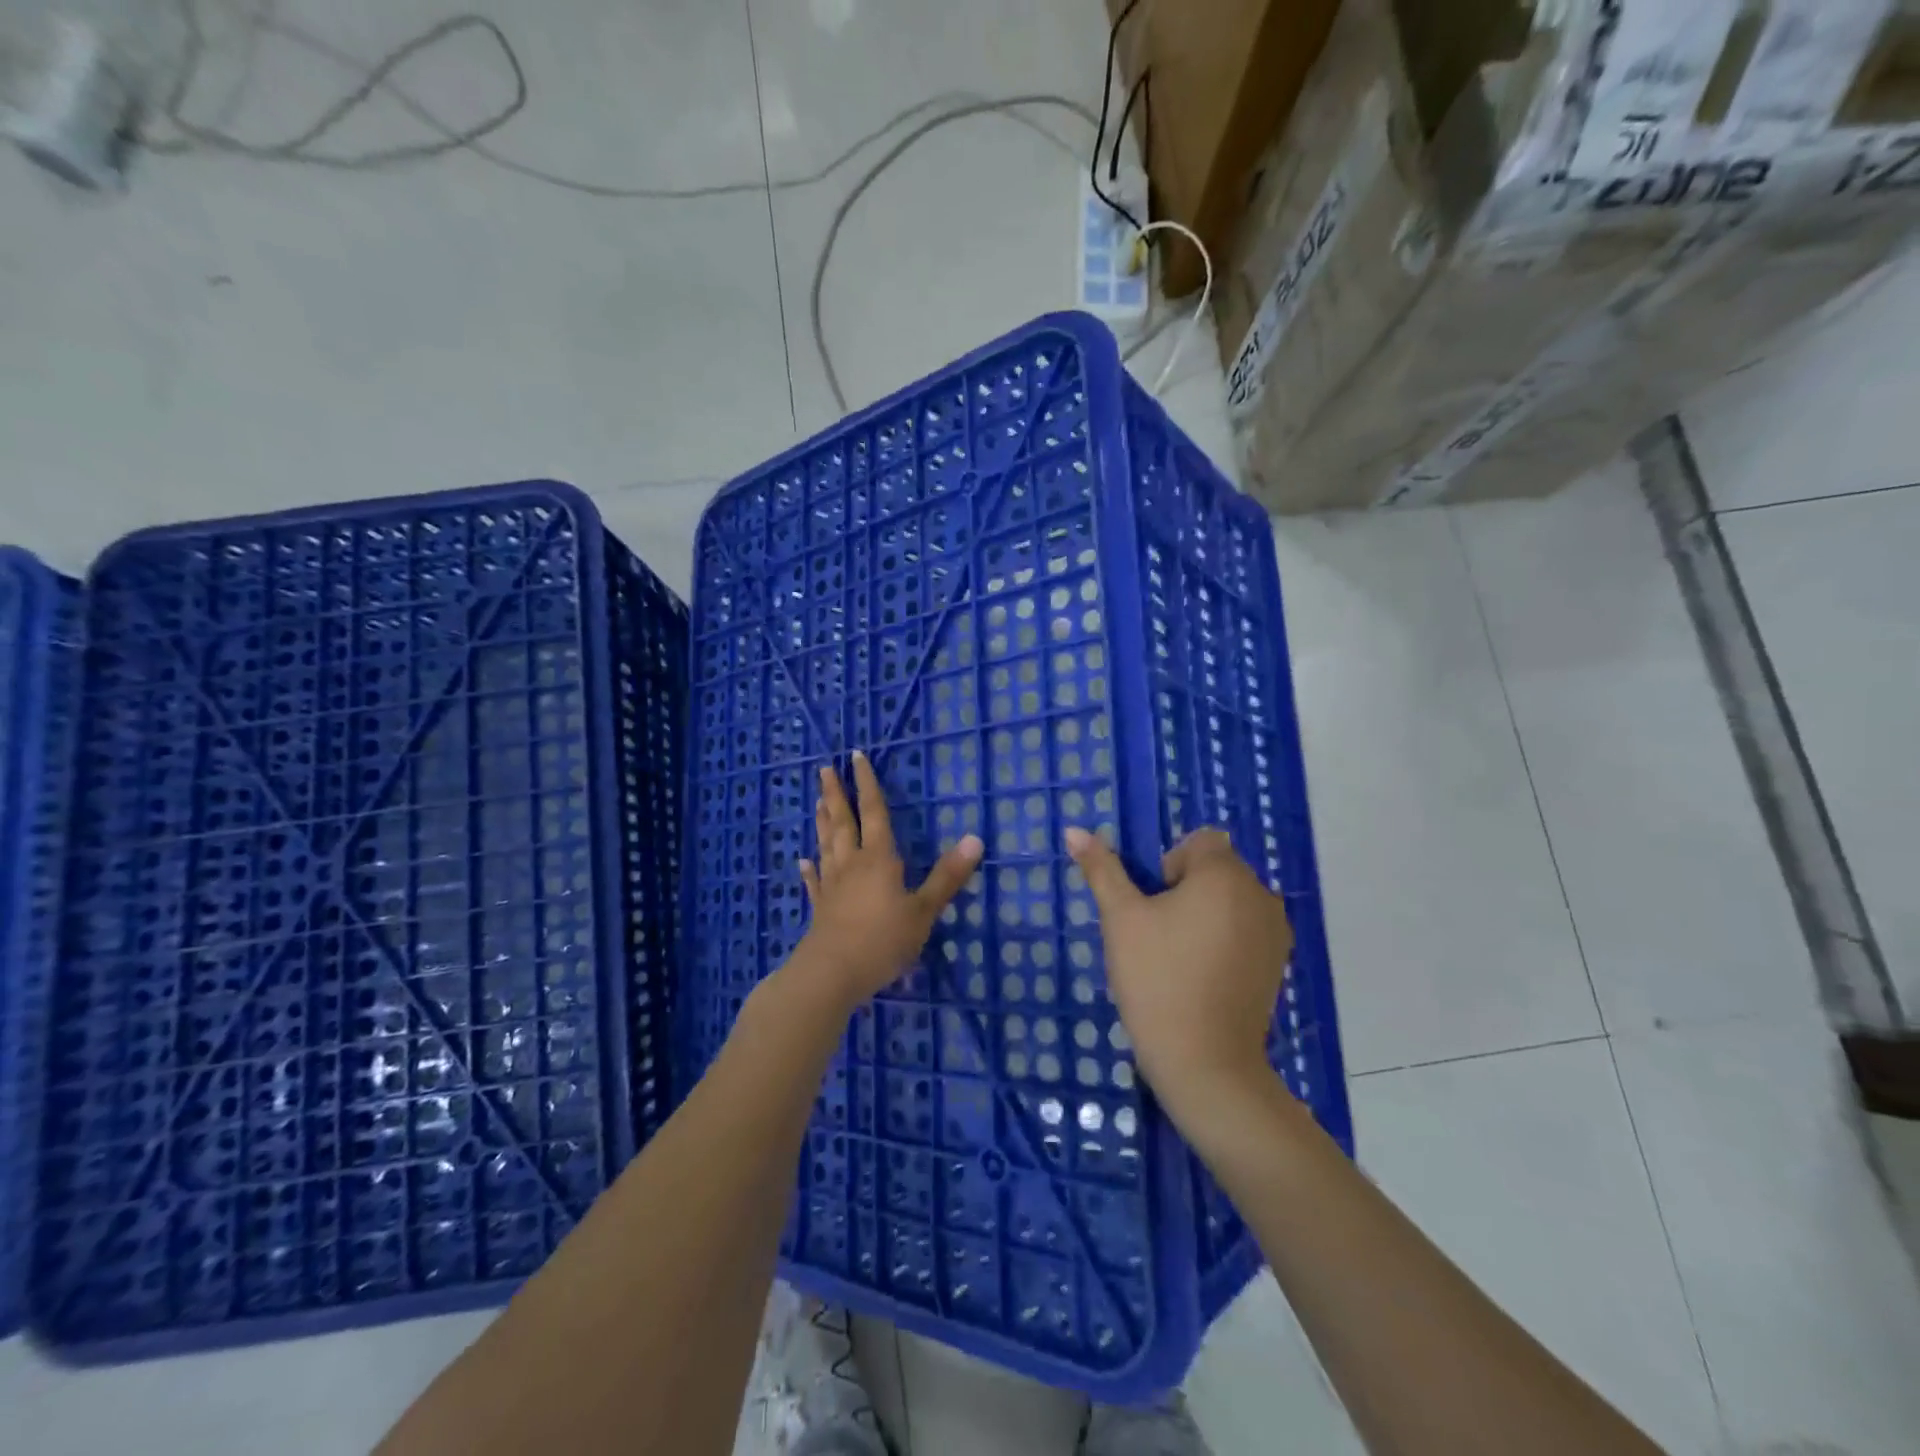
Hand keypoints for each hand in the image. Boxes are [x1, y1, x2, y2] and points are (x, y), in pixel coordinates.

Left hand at [792, 751, 983, 1010]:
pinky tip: (803, 860)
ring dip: (823, 822)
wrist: (833, 973)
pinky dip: (809, 869)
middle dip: (837, 794)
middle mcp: (852, 864)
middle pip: (843, 822)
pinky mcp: (820, 908)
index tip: (856, 757)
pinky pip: (814, 881)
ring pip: (827, 845)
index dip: (868, 784)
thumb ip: (948, 876)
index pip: (874, 812)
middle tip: (825, 769)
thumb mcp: (924, 910)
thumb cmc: (883, 940)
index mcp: (878, 859)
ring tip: (818, 801)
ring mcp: (832, 885)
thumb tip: (975, 838)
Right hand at [1065, 827, 1292, 1121]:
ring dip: (1204, 914)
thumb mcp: (1121, 918)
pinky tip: (1201, 976)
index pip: (1198, 842)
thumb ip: (1102, 869)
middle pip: (1216, 870)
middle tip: (1157, 934)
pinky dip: (1223, 940)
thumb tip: (1075, 829)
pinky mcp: (1278, 963)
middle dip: (1184, 890)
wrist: (1204, 1062)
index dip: (1169, 865)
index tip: (1153, 905)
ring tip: (1178, 957)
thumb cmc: (1157, 979)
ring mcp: (1275, 931)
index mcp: (1225, 875)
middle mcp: (1261, 894)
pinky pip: (1245, 930)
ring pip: (1230, 901)